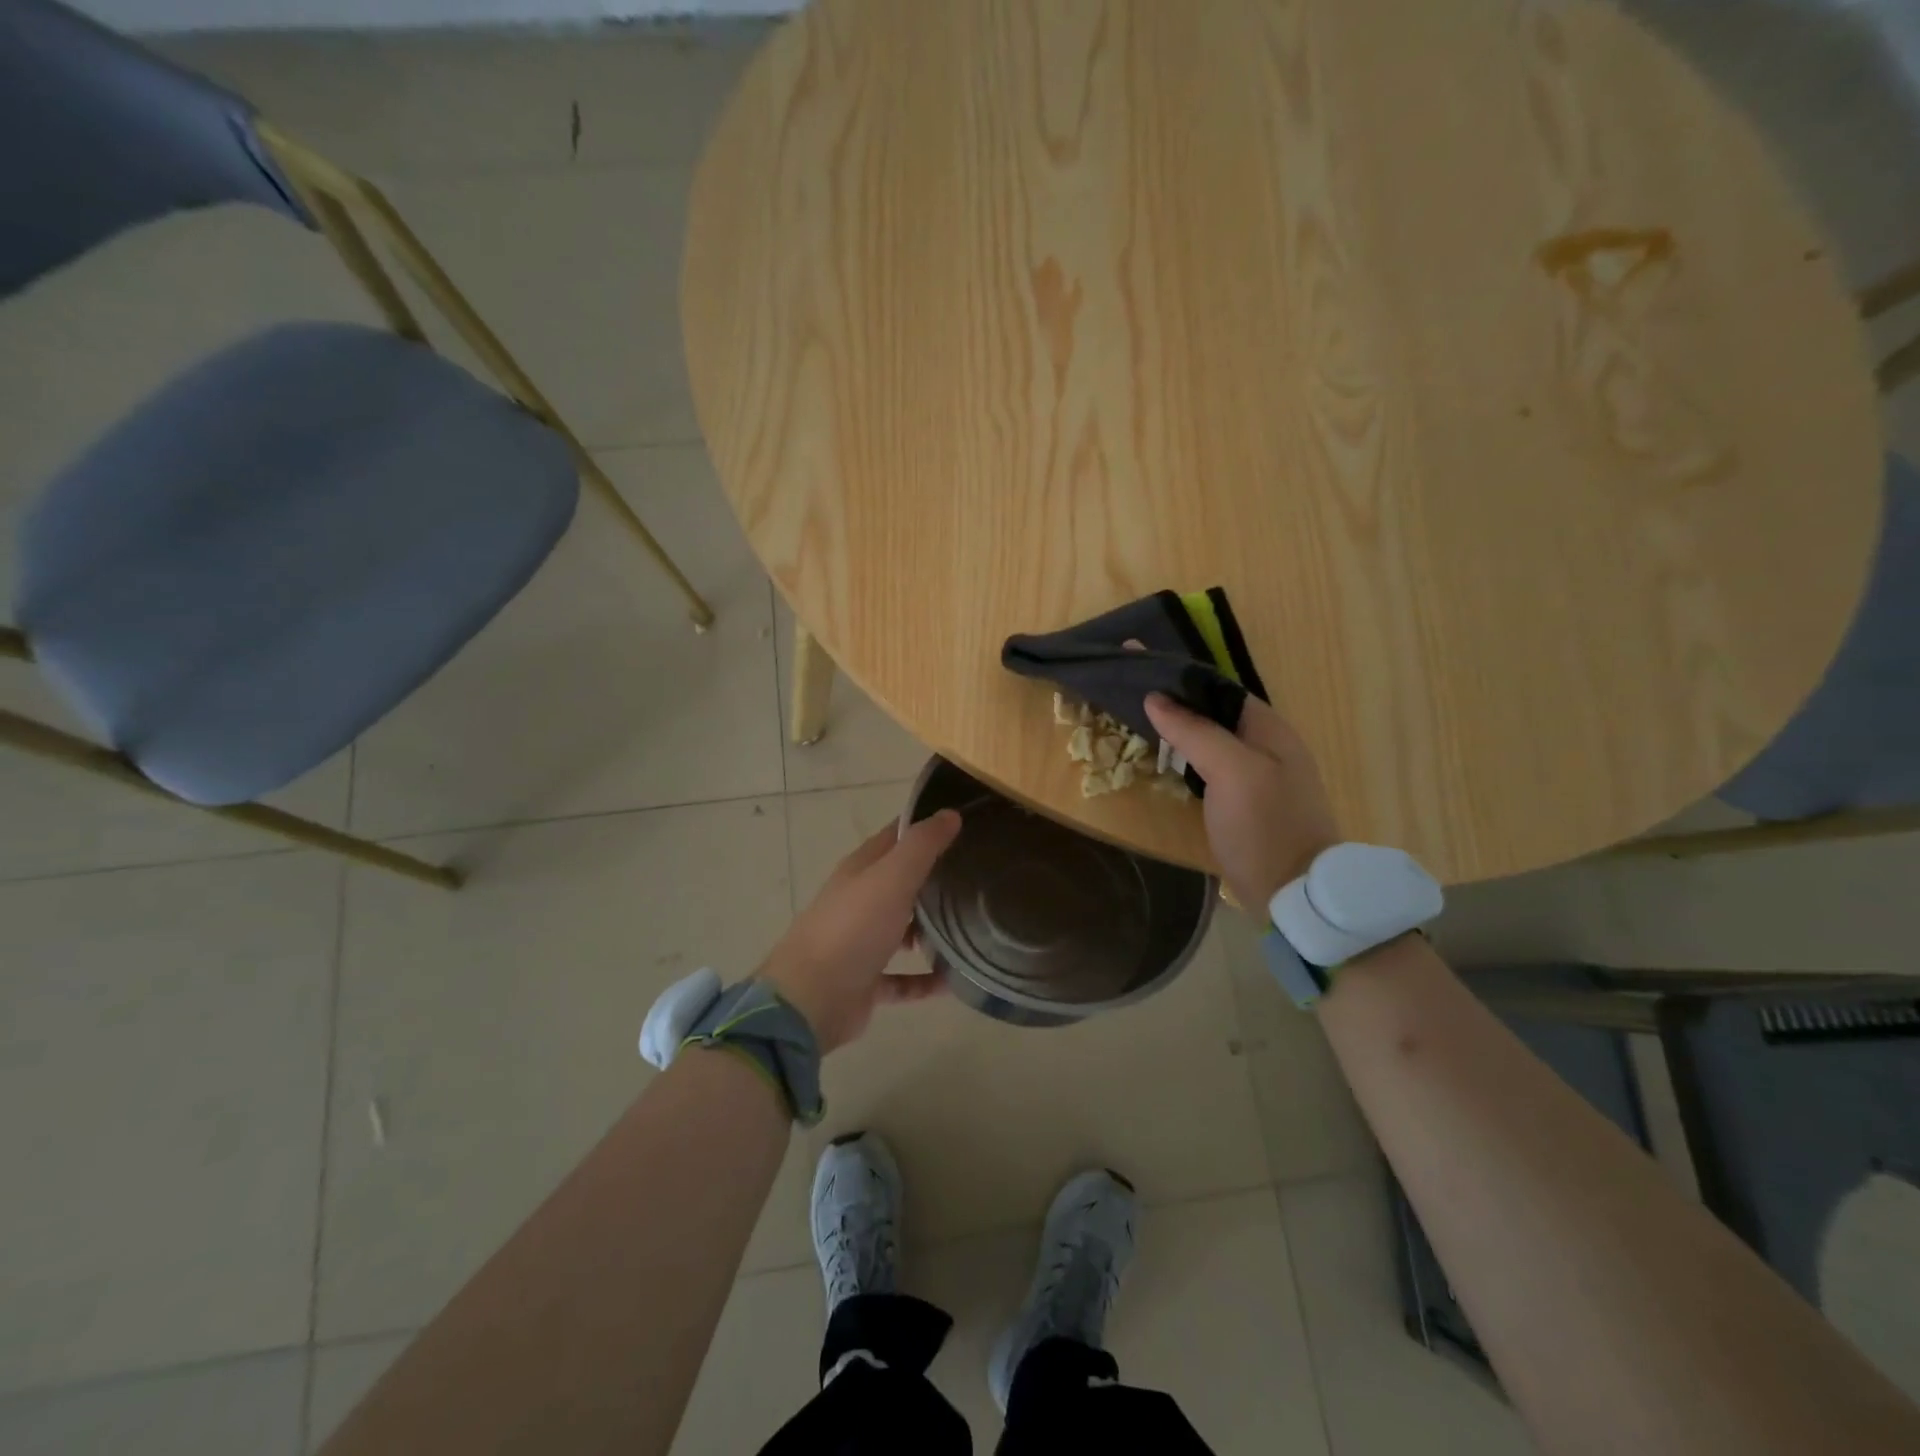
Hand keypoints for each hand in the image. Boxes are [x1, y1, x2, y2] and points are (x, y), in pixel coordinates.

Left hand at [760, 810, 962, 1053]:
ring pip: (902, 930)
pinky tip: (953, 981)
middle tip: (978, 876)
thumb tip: (950, 814)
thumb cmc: (853, 928)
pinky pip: (902, 978)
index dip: (925, 827)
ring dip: (931, 930)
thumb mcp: (892, 877)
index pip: (896, 836)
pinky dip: (924, 979)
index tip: (963, 824)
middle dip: (934, 878)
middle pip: (901, 882)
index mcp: (861, 869)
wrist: (811, 999)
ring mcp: (861, 942)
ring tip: (972, 927)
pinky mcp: (866, 981)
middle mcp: (859, 901)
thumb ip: (922, 846)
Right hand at [1145, 693, 1341, 911]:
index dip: (1183, 679)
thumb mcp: (1231, 771)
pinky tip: (1165, 763)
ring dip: (1180, 732)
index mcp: (1271, 730)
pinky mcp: (1246, 804)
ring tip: (1140, 725)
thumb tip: (1155, 698)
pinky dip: (1187, 759)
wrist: (1294, 895)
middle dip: (1177, 704)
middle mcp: (1268, 746)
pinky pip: (1212, 768)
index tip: (1141, 673)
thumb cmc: (1265, 826)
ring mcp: (1259, 777)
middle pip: (1216, 714)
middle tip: (1132, 701)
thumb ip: (1195, 731)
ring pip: (1212, 741)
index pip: (1221, 689)